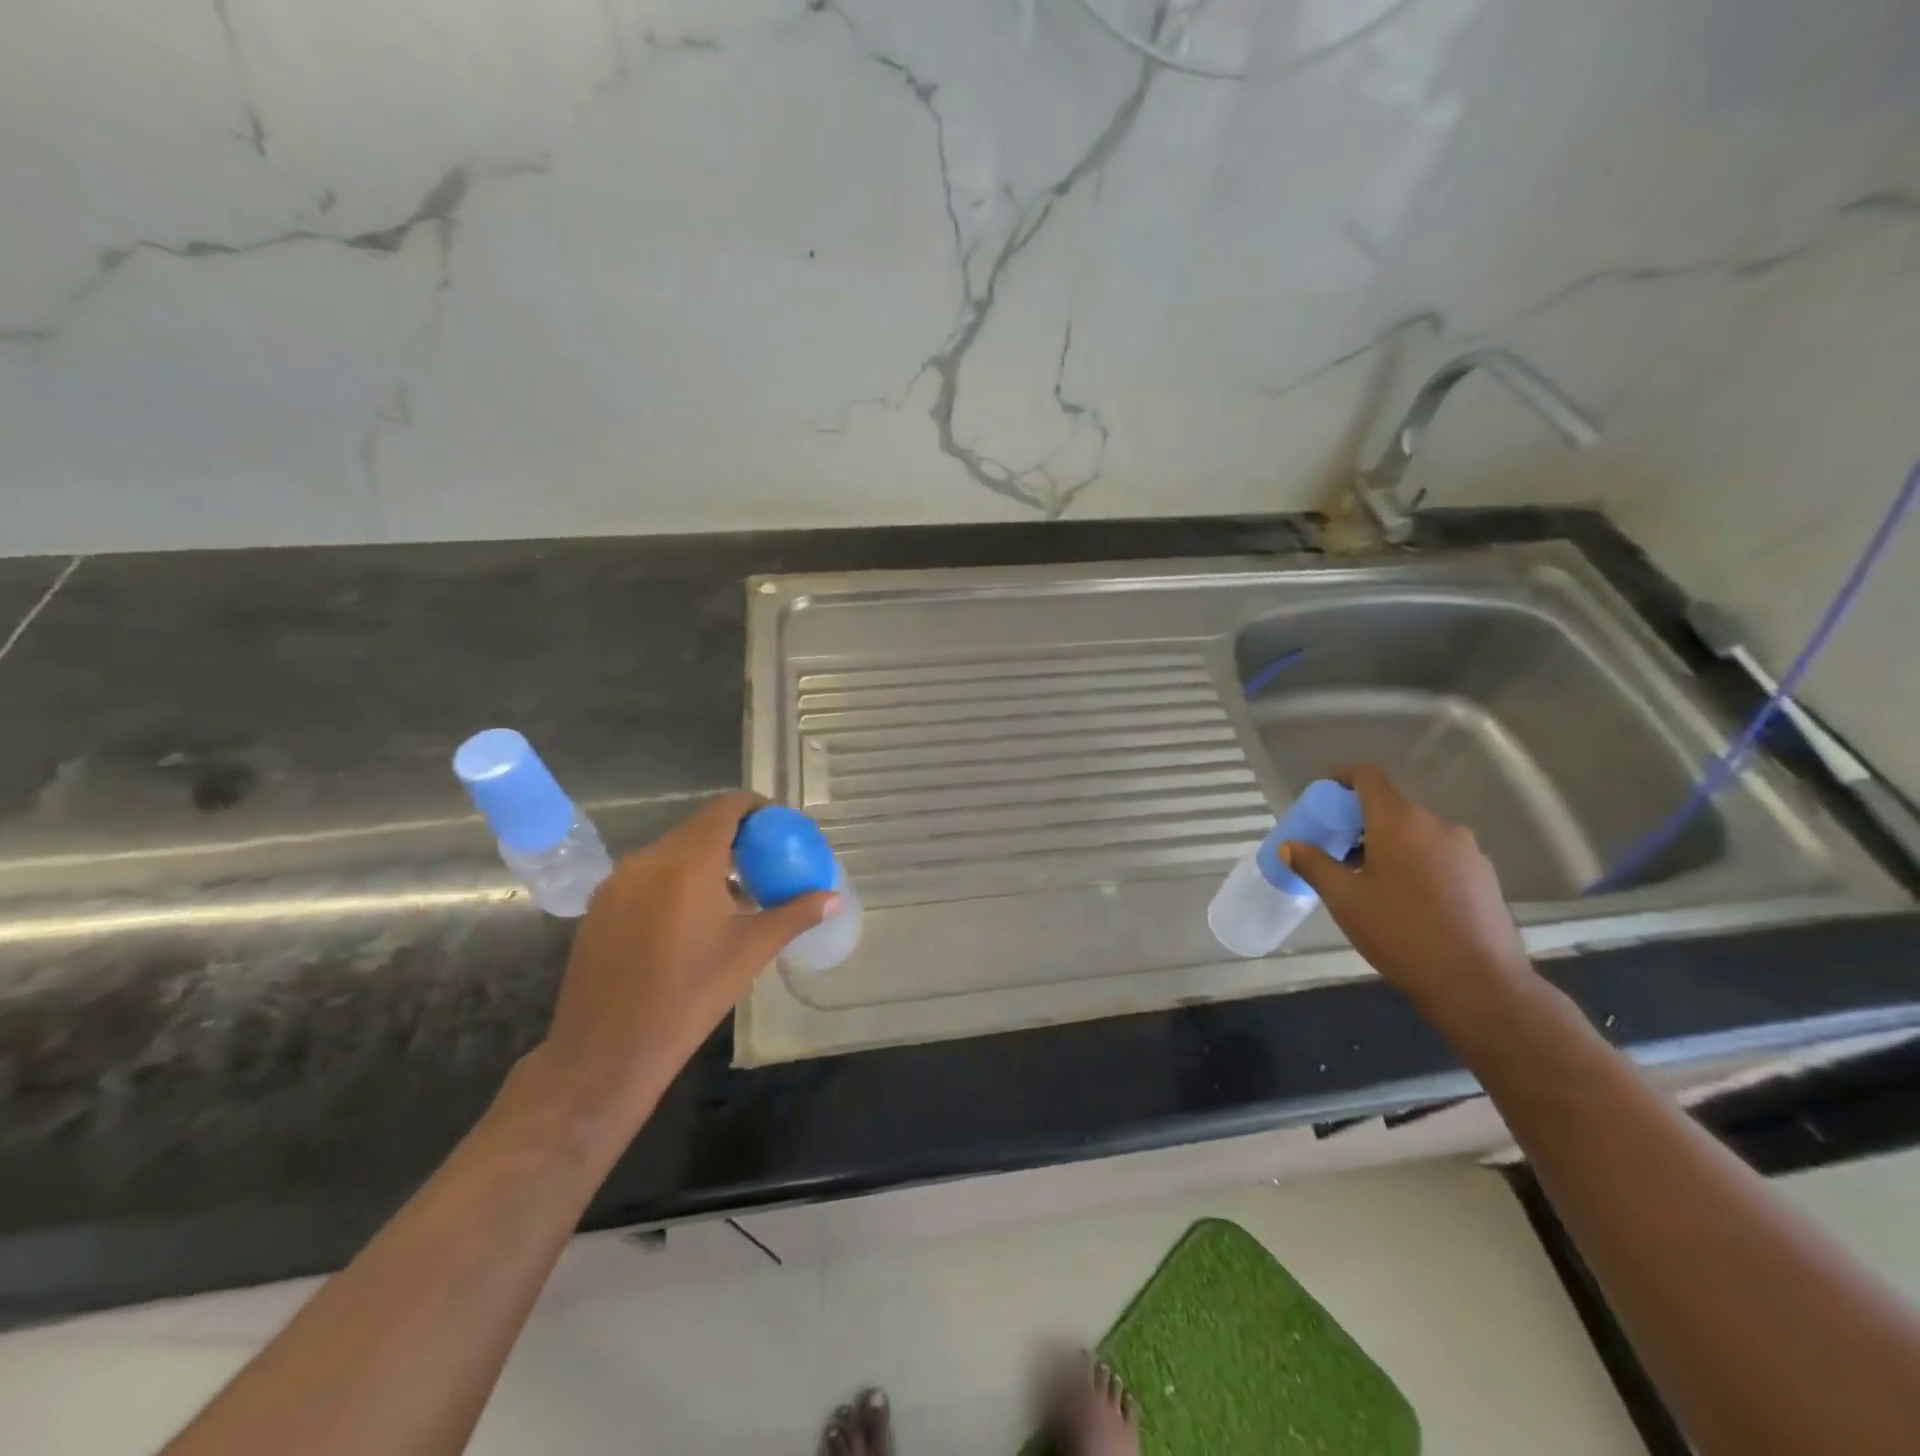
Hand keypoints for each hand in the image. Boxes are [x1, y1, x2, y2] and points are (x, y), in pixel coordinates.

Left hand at [533, 791, 836, 1122]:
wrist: (604, 1053)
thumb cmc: (688, 998)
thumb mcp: (750, 953)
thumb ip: (794, 916)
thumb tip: (834, 899)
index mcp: (687, 863)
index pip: (726, 808)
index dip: (757, 809)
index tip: (780, 829)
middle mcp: (648, 859)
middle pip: (699, 827)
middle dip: (735, 838)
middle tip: (764, 864)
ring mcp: (617, 882)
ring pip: (671, 852)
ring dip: (704, 861)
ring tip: (732, 896)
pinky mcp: (600, 906)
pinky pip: (647, 875)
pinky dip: (675, 881)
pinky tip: (691, 920)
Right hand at [1281, 765, 1536, 1026]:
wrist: (1478, 984)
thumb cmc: (1400, 933)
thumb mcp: (1345, 899)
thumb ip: (1314, 865)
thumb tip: (1290, 846)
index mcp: (1400, 822)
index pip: (1368, 777)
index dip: (1343, 778)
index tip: (1324, 797)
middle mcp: (1437, 825)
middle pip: (1391, 808)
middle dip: (1360, 822)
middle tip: (1337, 851)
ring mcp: (1466, 850)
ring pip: (1416, 833)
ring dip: (1389, 845)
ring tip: (1370, 881)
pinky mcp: (1484, 876)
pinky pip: (1439, 855)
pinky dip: (1416, 863)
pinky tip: (1406, 900)